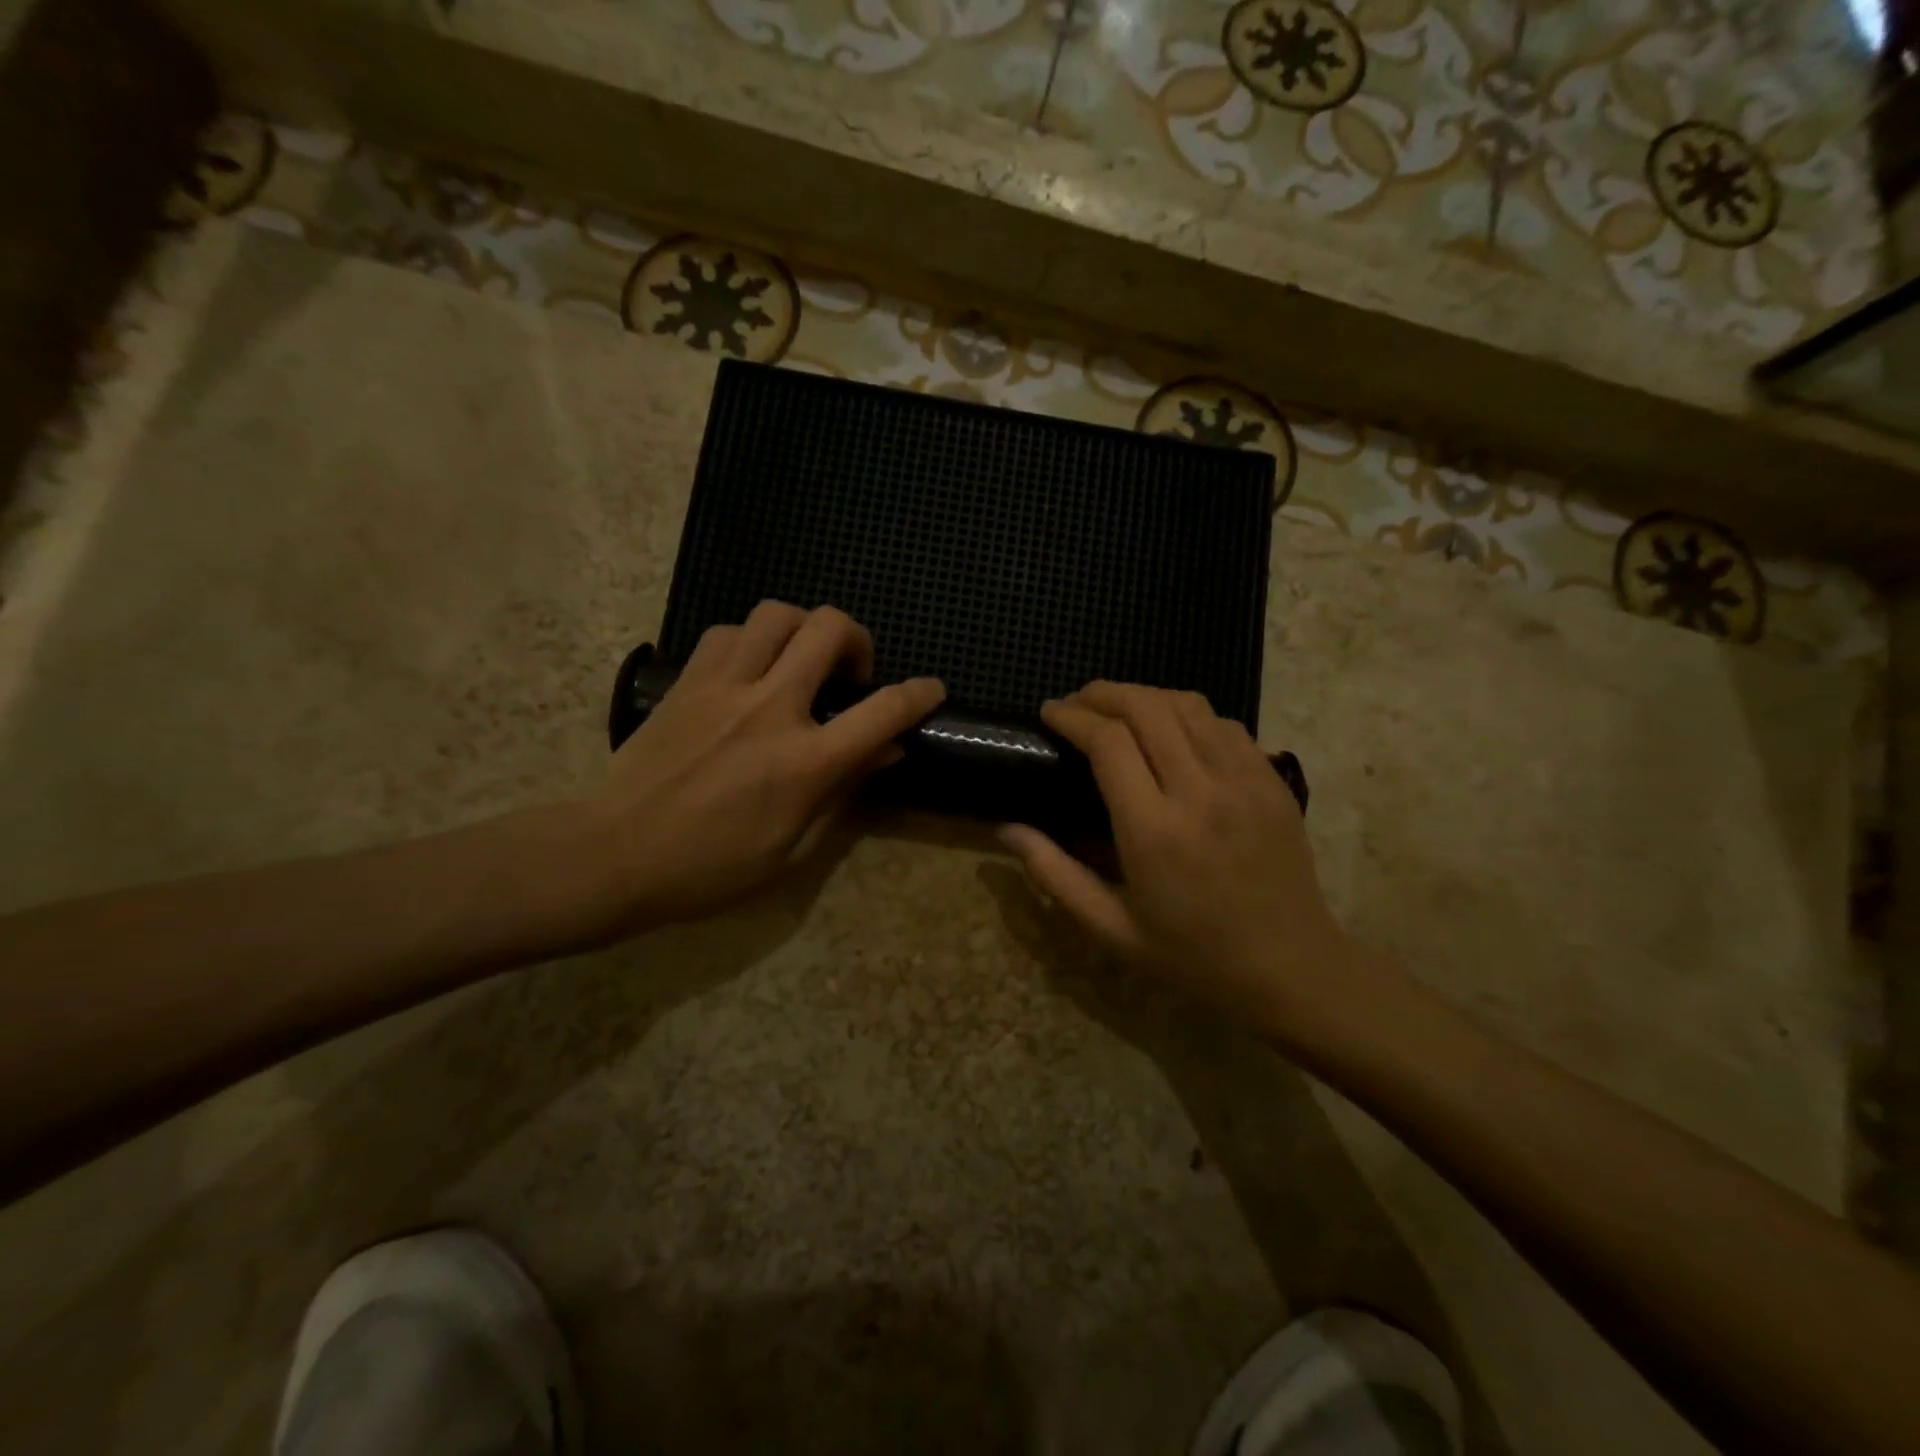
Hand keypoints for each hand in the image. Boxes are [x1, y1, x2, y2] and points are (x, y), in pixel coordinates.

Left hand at [584, 602, 943, 932]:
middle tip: (851, 675)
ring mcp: (724, 686)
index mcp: (805, 761)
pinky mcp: (687, 680)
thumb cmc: (710, 868)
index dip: (919, 694)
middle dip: (858, 640)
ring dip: (805, 629)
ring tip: (802, 662)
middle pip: (830, 629)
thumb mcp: (792, 849)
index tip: (931, 689)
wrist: (613, 855)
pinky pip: (729, 631)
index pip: (883, 711)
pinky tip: (753, 669)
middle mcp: (771, 707)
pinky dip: (754, 640)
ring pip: (778, 614)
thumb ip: (843, 793)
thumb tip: (885, 753)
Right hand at [998, 683, 1388, 1041]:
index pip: (1108, 742)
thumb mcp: (1110, 928)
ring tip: (1119, 708)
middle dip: (1103, 693)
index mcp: (1153, 830)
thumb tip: (1006, 829)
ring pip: (1188, 705)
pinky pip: (1225, 724)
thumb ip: (1054, 874)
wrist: (1290, 968)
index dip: (1072, 717)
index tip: (1049, 713)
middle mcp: (1200, 792)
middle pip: (1146, 707)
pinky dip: (1189, 714)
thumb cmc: (1192, 955)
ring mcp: (1243, 781)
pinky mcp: (1272, 781)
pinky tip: (1173, 731)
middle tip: (1077, 703)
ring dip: (1145, 696)